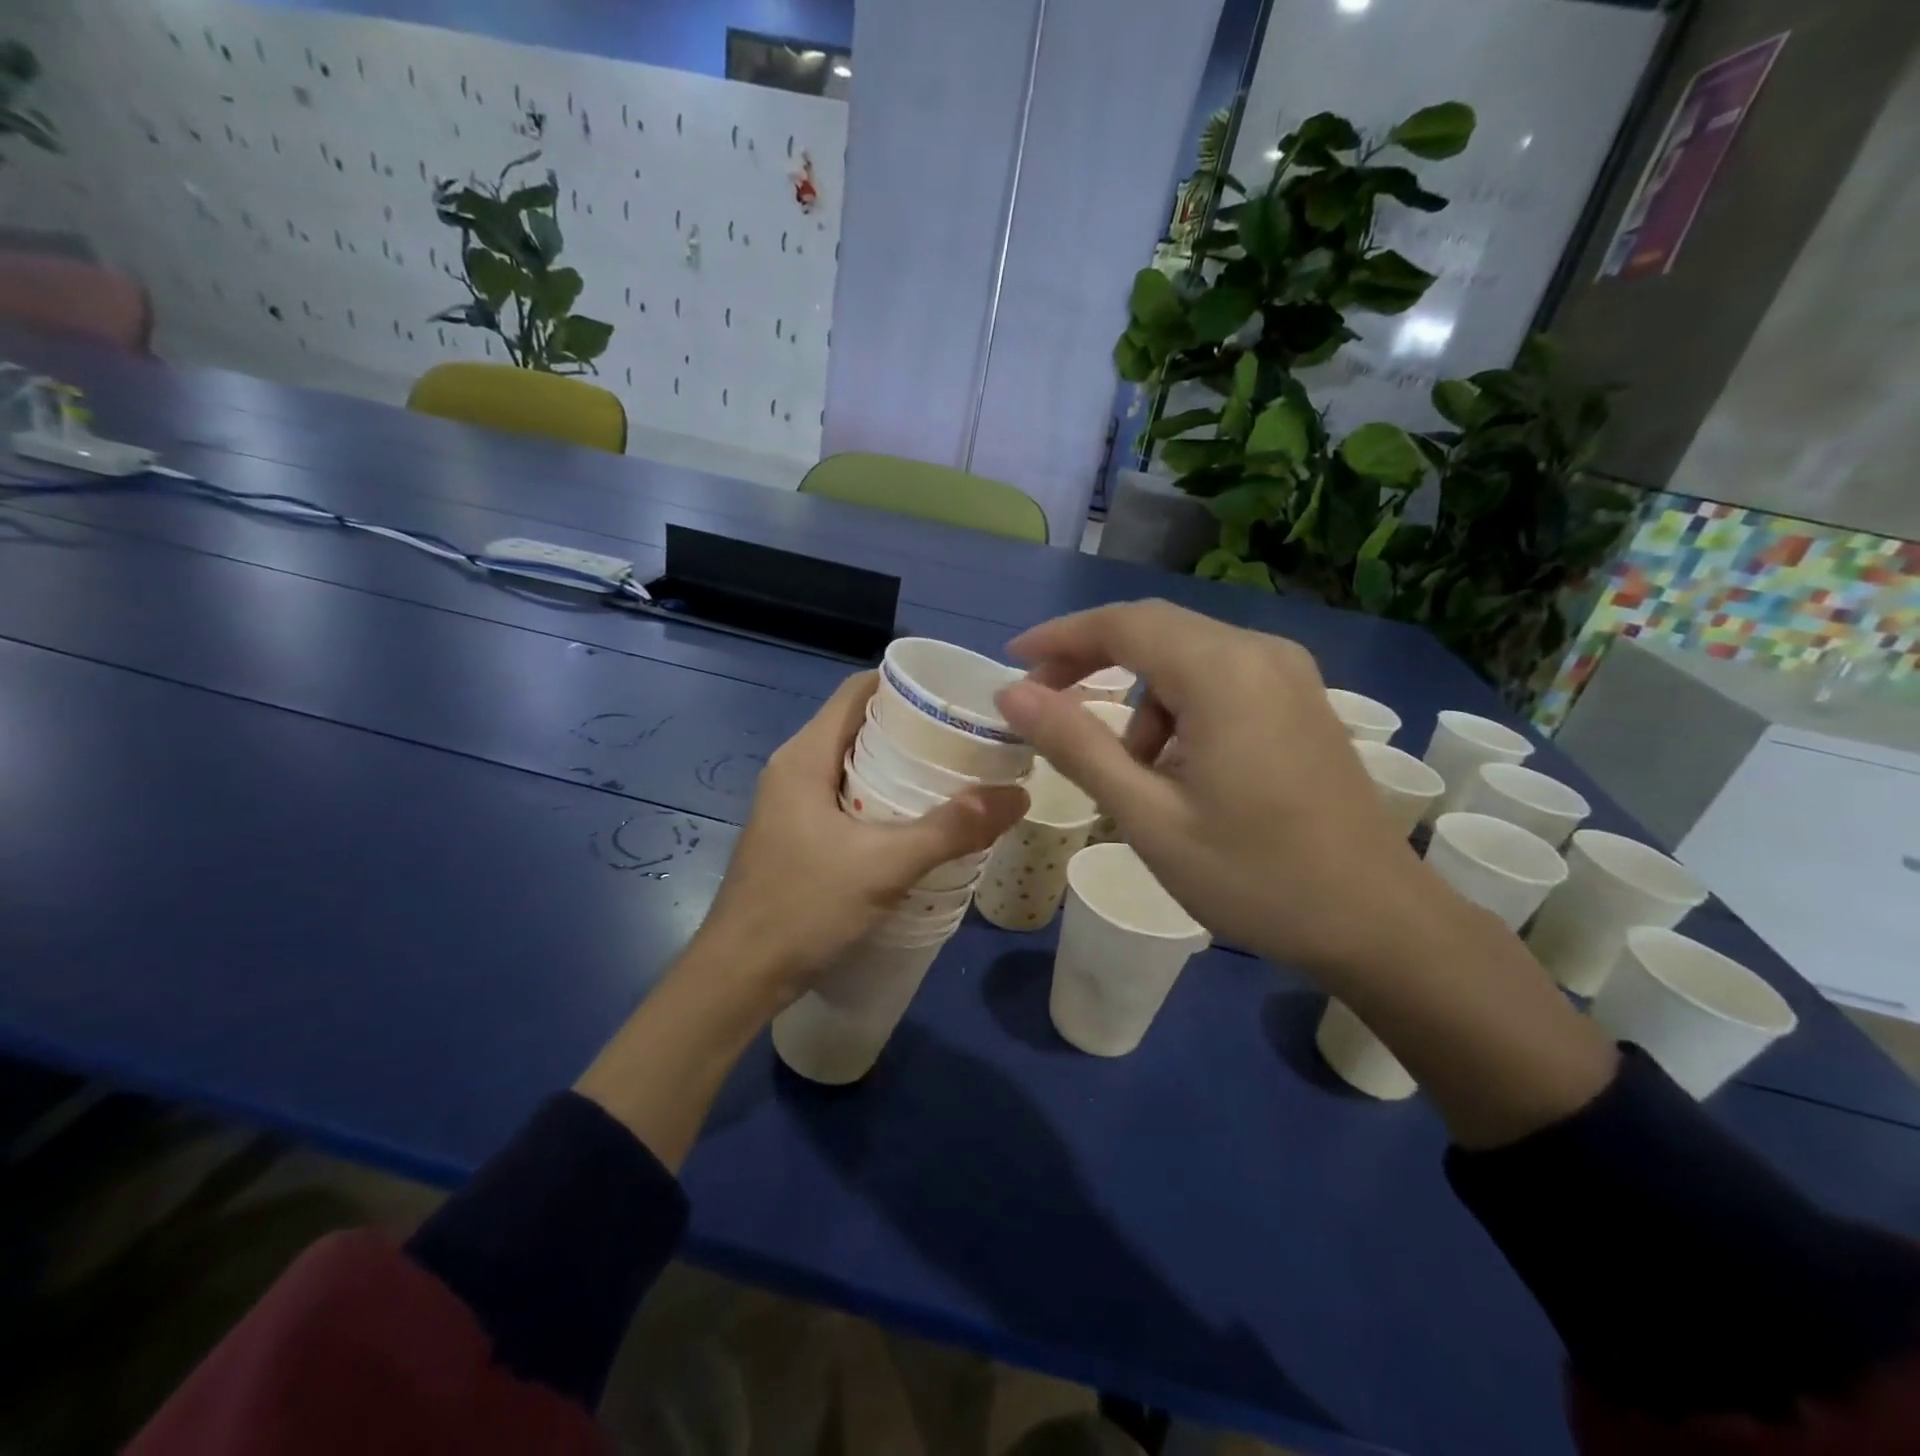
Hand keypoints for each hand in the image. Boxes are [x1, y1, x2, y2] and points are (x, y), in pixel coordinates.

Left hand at [579, 671, 1024, 1169]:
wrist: (738, 978)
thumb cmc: (802, 909)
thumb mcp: (884, 866)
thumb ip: (951, 829)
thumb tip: (1018, 794)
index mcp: (804, 757)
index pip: (858, 691)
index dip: (906, 685)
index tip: (957, 698)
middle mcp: (794, 769)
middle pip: (860, 725)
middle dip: (914, 728)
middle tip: (970, 741)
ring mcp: (792, 804)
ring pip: (855, 764)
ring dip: (901, 766)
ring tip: (956, 777)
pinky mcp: (797, 835)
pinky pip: (847, 797)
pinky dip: (884, 797)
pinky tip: (919, 822)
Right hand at [995, 600, 1615, 1148]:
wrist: (1377, 923)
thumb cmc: (1254, 876)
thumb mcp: (1148, 816)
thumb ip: (1076, 746)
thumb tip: (1012, 693)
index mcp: (1223, 672)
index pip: (1123, 624)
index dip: (1060, 637)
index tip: (1012, 661)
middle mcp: (1260, 652)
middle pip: (1155, 630)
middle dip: (1092, 659)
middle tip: (1044, 703)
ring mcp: (1289, 674)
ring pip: (1187, 657)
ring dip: (1140, 696)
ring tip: (1131, 770)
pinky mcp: (1301, 701)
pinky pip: (1220, 679)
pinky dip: (1180, 708)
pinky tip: (1181, 769)